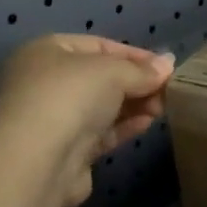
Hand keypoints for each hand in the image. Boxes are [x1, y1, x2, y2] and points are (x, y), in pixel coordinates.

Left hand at [0, 35, 174, 206]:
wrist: (38, 161)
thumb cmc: (71, 97)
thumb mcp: (114, 72)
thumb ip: (143, 69)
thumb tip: (168, 64)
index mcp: (46, 52)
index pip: (98, 46)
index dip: (134, 55)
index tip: (165, 67)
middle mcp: (44, 82)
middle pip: (100, 78)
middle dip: (135, 83)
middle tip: (167, 91)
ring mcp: (52, 119)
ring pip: (101, 107)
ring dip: (133, 105)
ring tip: (162, 108)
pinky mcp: (63, 151)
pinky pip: (99, 133)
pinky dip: (123, 126)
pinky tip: (147, 123)